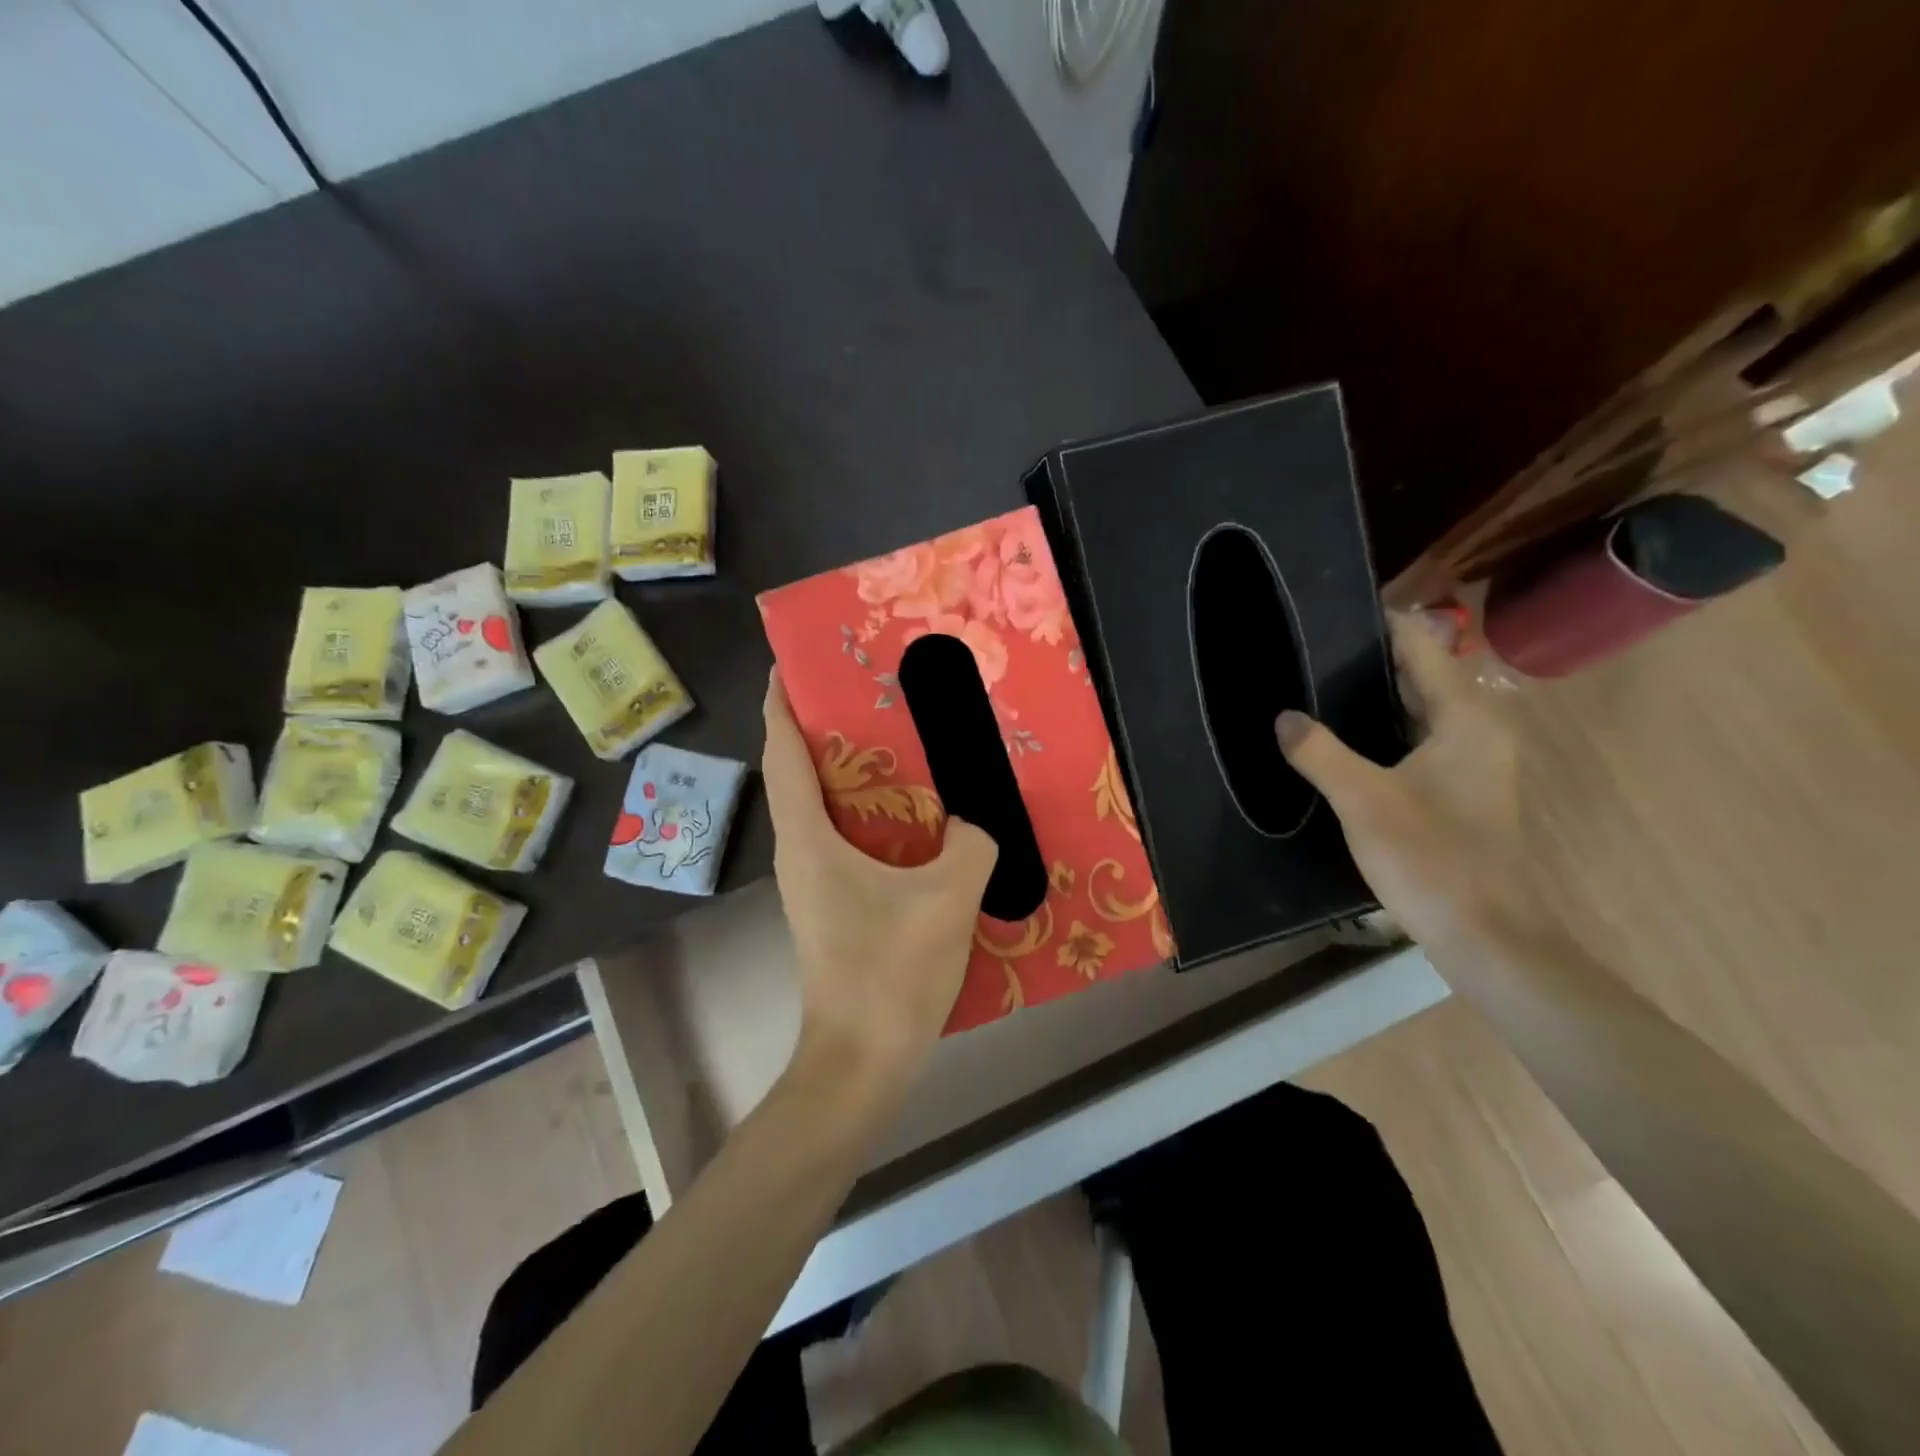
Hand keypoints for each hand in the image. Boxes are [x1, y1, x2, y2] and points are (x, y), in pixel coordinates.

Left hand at [762, 670, 998, 1089]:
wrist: (862, 1059)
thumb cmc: (890, 972)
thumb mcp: (947, 897)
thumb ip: (970, 843)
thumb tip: (973, 823)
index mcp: (808, 838)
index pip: (783, 754)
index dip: (780, 705)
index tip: (788, 666)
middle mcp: (799, 853)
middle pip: (799, 774)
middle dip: (821, 729)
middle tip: (864, 694)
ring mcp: (813, 883)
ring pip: (822, 809)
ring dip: (847, 773)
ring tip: (893, 743)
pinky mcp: (833, 905)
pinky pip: (845, 840)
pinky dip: (867, 814)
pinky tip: (912, 817)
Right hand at [1277, 612, 1532, 951]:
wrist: (1486, 934)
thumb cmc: (1431, 858)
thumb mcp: (1363, 801)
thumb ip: (1319, 753)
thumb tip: (1283, 717)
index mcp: (1466, 718)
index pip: (1422, 647)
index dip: (1381, 623)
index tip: (1330, 609)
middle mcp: (1477, 729)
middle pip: (1422, 674)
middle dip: (1369, 658)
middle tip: (1307, 649)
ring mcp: (1472, 761)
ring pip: (1418, 710)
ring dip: (1373, 696)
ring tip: (1314, 685)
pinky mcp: (1459, 789)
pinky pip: (1416, 739)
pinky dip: (1382, 729)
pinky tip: (1341, 738)